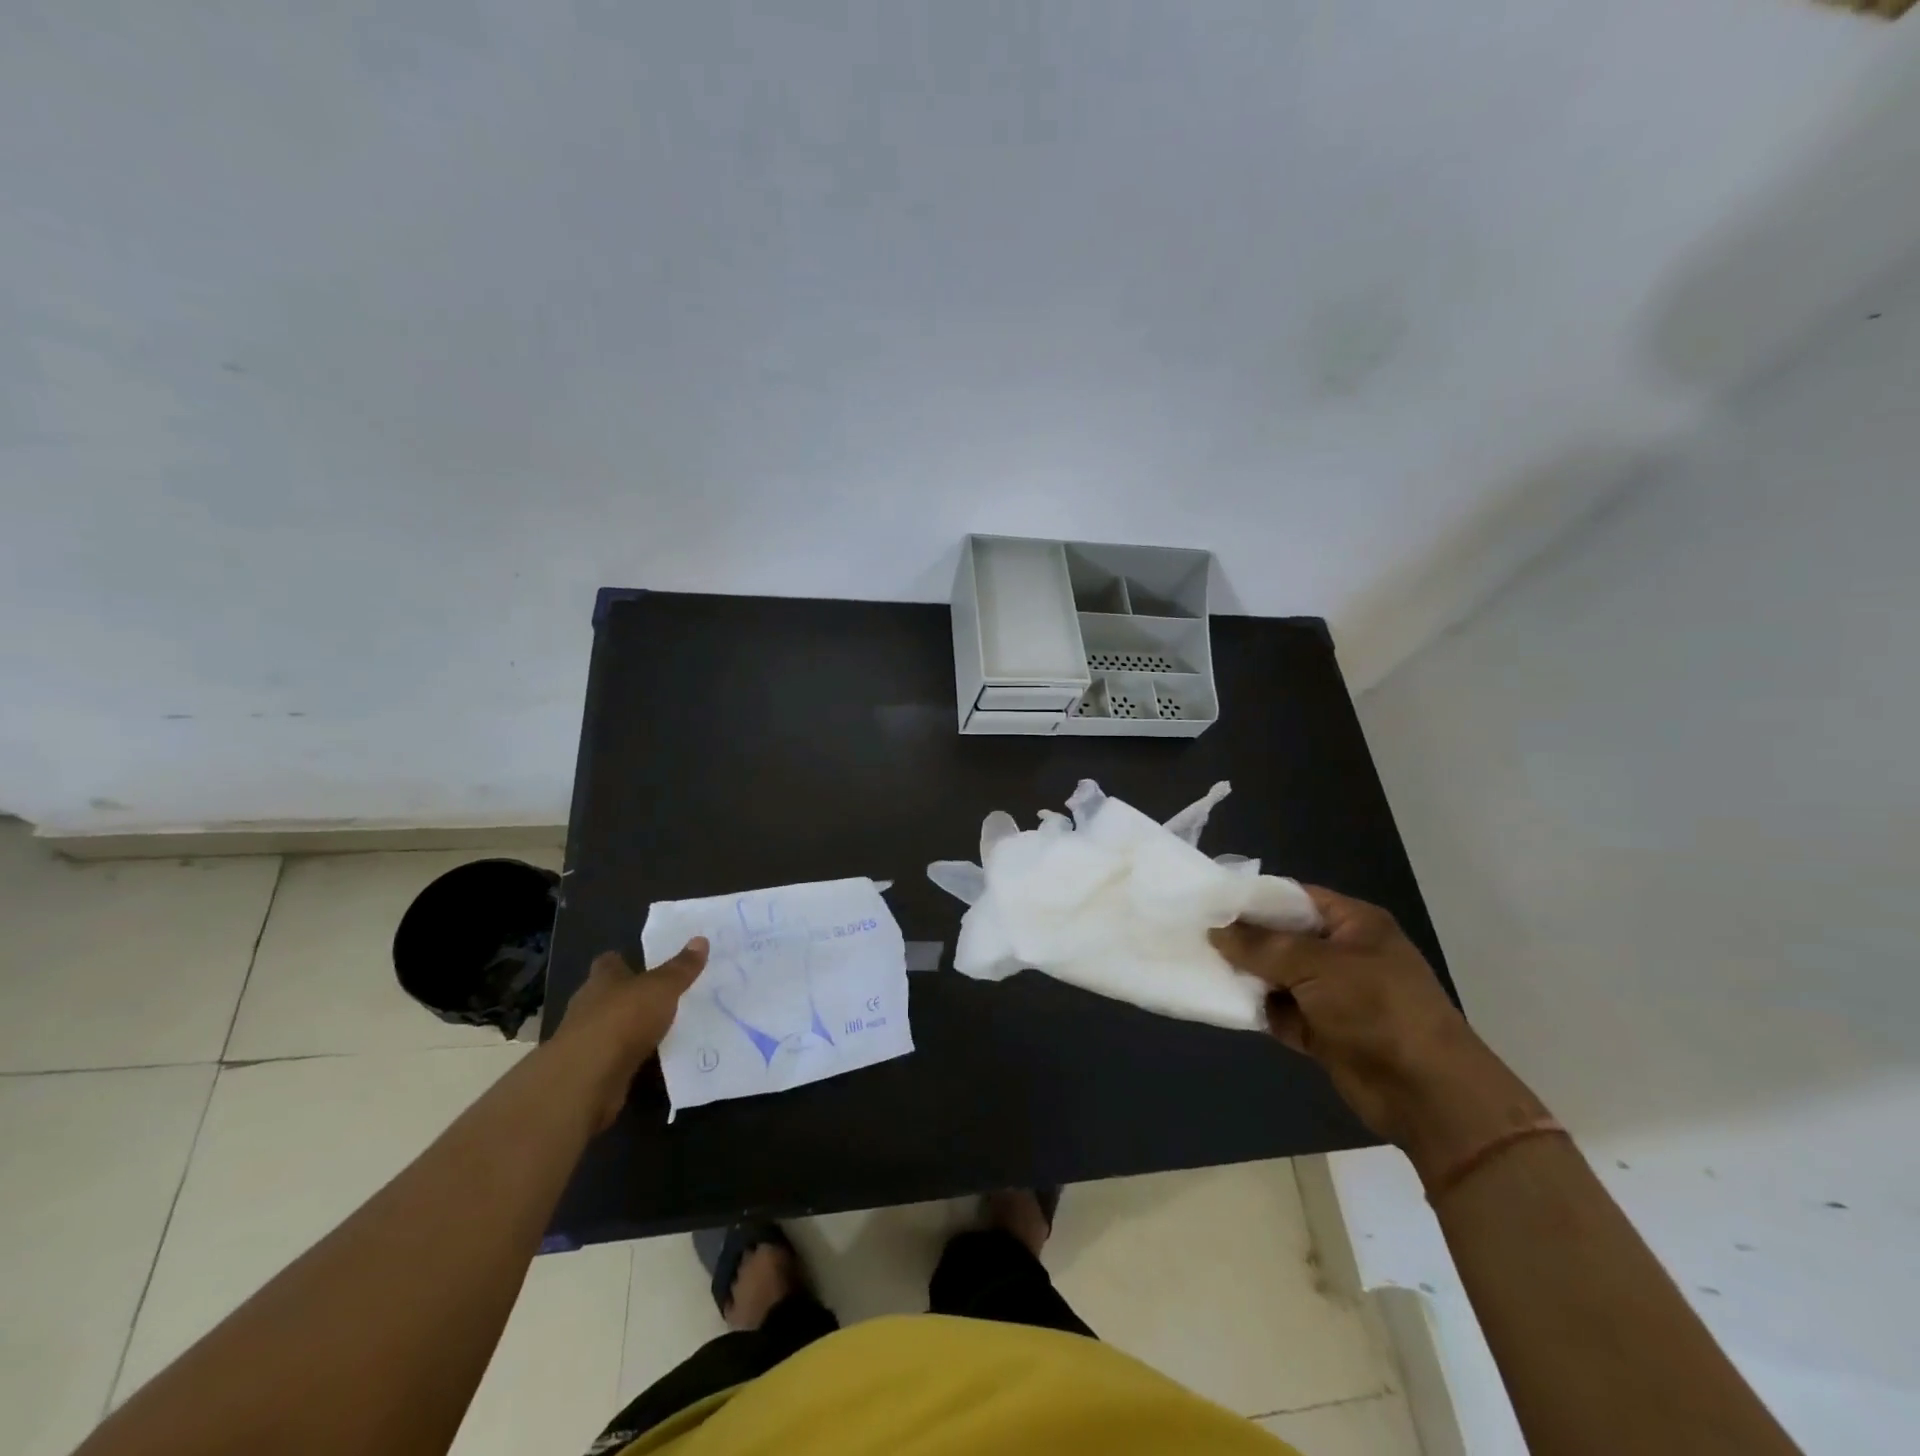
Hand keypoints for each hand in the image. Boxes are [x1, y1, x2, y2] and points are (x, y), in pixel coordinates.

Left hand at [552, 938, 707, 1131]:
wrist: (587, 1079)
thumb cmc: (623, 1019)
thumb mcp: (662, 988)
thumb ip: (681, 968)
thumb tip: (701, 939)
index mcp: (602, 980)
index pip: (607, 962)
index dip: (622, 961)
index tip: (642, 962)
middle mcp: (588, 1006)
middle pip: (607, 995)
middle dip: (628, 996)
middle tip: (660, 995)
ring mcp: (585, 1041)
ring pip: (610, 1027)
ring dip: (629, 1029)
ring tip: (661, 1028)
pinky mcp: (589, 1071)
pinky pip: (614, 1058)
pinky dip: (629, 1057)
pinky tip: (652, 1060)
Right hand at [1210, 887, 1533, 1164]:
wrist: (1428, 1094)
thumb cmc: (1377, 1009)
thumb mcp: (1316, 965)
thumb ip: (1261, 946)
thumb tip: (1215, 930)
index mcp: (1353, 924)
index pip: (1294, 897)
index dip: (1253, 898)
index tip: (1209, 901)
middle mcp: (1342, 953)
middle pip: (1282, 937)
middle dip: (1242, 938)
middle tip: (1194, 933)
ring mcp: (1333, 994)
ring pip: (1277, 975)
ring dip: (1245, 975)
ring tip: (1198, 964)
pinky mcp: (1323, 1031)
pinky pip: (1280, 1011)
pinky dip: (1257, 1009)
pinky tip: (1221, 1001)